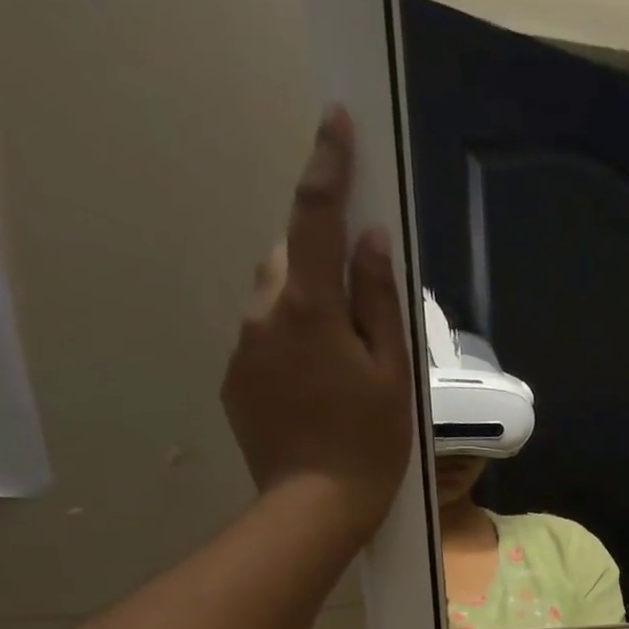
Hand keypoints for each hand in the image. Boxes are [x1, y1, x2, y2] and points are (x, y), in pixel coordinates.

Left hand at [221, 105, 414, 543]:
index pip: (314, 219)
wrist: (315, 505)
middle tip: (358, 294)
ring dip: (306, 304)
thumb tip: (372, 242)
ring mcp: (243, 348)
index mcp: (309, 309)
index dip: (327, 167)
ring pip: (274, 298)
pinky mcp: (236, 379)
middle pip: (286, 257)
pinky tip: (318, 387)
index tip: (335, 122)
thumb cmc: (370, 443)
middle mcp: (264, 314)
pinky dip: (291, 342)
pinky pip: (264, 338)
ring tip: (342, 355)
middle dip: (318, 256)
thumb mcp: (392, 374)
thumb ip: (379, 303)